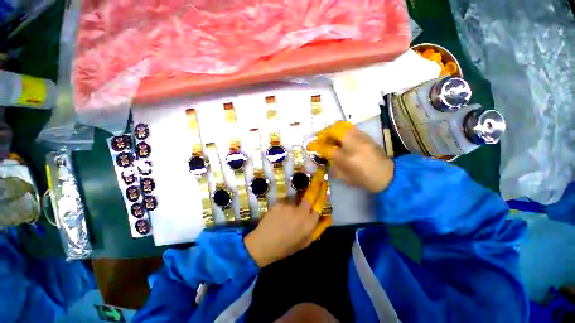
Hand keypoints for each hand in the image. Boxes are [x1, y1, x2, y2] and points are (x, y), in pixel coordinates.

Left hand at [244, 171, 329, 267]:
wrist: (263, 244)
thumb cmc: (285, 247)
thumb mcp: (304, 243)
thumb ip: (315, 229)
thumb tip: (324, 218)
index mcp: (309, 223)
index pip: (319, 206)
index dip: (320, 200)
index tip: (321, 193)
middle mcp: (301, 211)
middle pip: (309, 198)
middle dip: (311, 194)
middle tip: (309, 195)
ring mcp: (289, 206)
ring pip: (295, 201)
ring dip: (294, 206)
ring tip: (286, 216)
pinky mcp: (279, 203)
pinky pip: (285, 203)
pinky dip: (284, 208)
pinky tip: (278, 216)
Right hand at [307, 121, 393, 192]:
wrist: (388, 175)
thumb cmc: (365, 180)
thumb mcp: (345, 178)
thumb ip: (333, 166)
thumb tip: (326, 156)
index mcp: (347, 158)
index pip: (327, 148)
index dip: (316, 146)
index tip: (310, 146)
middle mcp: (353, 144)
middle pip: (334, 130)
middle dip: (324, 133)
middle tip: (321, 138)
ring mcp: (361, 138)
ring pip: (342, 125)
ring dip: (332, 129)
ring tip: (329, 136)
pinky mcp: (366, 135)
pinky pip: (350, 127)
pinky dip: (341, 130)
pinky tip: (340, 137)